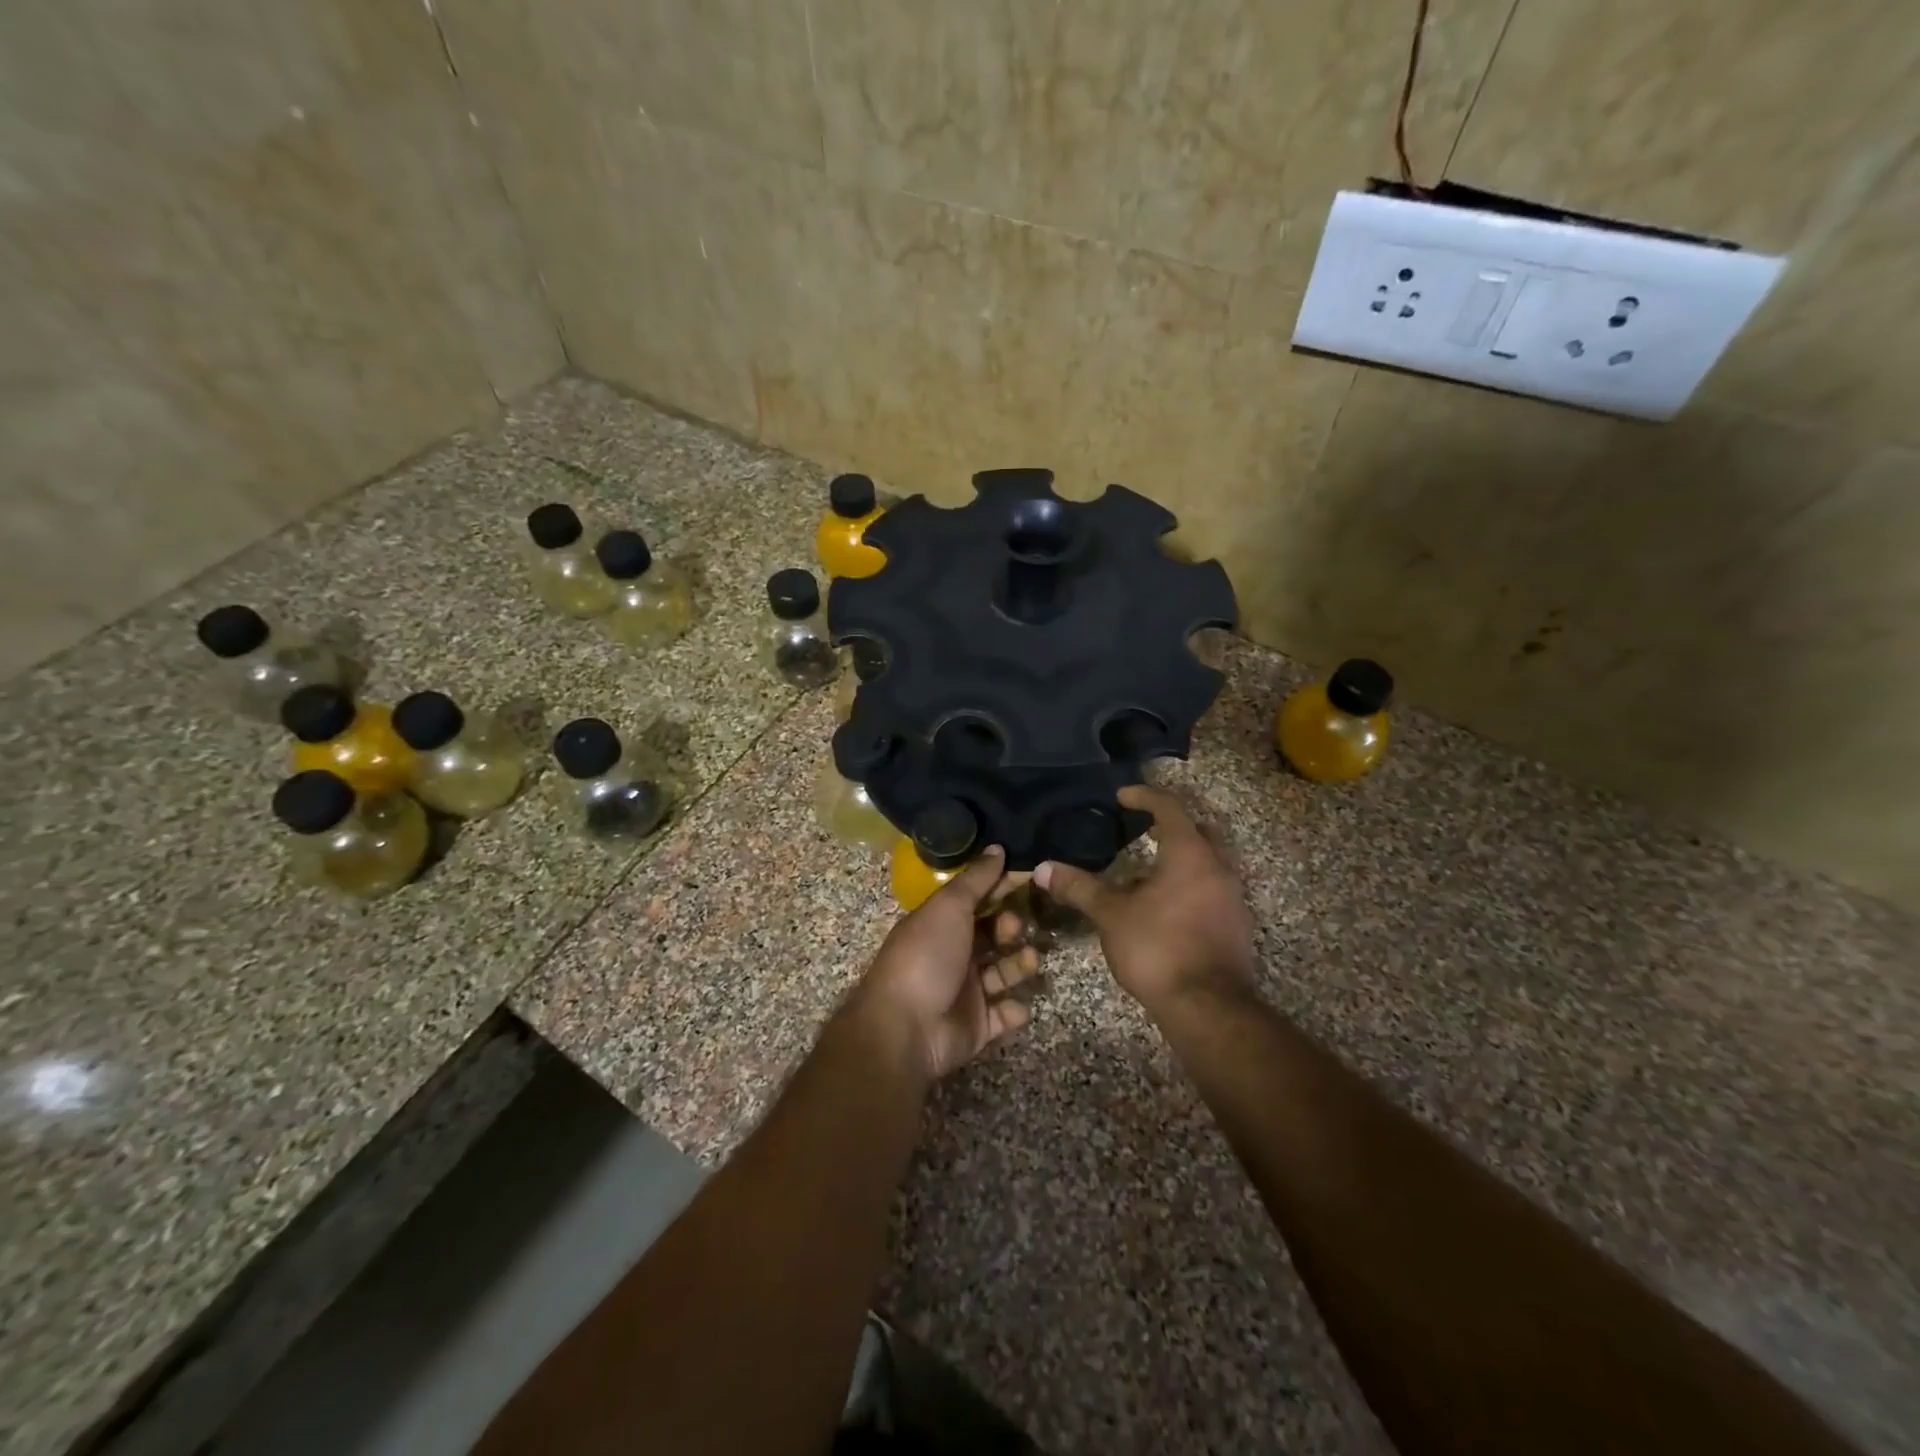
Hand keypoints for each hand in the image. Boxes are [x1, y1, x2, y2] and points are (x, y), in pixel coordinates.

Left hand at [850, 847, 1041, 1081]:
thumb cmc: (926, 957)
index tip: (1030, 878)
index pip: (979, 900)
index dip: (1002, 889)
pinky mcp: (978, 1026)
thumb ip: (976, 879)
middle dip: (1012, 928)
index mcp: (942, 924)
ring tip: (1030, 961)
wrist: (905, 1028)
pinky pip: (1005, 1015)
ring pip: (1004, 972)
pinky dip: (1015, 1010)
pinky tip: (1017, 1005)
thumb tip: (998, 848)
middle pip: (994, 935)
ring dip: (1020, 965)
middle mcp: (954, 954)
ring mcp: (966, 992)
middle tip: (1015, 929)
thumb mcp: (948, 907)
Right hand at [1034, 786, 1255, 1013]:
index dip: (1144, 796)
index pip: (1169, 808)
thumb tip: (1042, 867)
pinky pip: (1212, 890)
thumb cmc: (1158, 948)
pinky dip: (1190, 885)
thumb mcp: (1111, 915)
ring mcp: (1232, 898)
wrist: (1208, 1007)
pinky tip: (1165, 906)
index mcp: (1190, 853)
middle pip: (1198, 831)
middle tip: (1141, 828)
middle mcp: (1218, 867)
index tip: (1122, 796)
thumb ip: (1079, 887)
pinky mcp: (1236, 926)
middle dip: (1171, 825)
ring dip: (1181, 858)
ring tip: (1147, 870)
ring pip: (1208, 862)